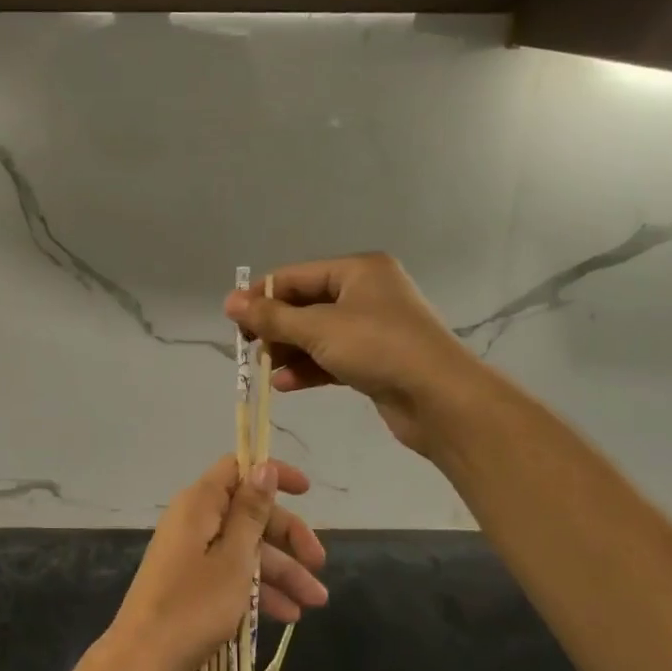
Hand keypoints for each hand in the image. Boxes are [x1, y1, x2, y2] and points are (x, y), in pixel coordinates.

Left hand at [108, 456, 328, 670]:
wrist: (142, 660)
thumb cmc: (193, 605)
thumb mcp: (233, 559)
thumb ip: (251, 513)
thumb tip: (264, 467)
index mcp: (199, 504)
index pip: (238, 469)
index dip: (272, 476)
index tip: (306, 493)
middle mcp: (194, 519)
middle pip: (248, 513)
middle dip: (288, 538)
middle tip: (320, 566)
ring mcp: (191, 551)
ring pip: (244, 548)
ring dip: (281, 571)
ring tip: (315, 603)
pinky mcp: (191, 580)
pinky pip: (231, 572)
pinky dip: (257, 588)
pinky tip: (287, 615)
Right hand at [224, 253, 478, 453]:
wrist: (442, 400)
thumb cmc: (379, 348)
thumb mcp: (318, 328)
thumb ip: (271, 317)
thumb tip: (229, 301)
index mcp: (358, 270)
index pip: (296, 276)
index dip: (262, 296)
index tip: (233, 320)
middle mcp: (367, 293)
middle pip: (306, 305)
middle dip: (276, 328)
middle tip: (248, 348)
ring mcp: (373, 328)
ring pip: (317, 334)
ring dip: (289, 351)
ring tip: (264, 369)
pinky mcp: (376, 360)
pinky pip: (332, 357)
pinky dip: (309, 369)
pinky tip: (286, 385)